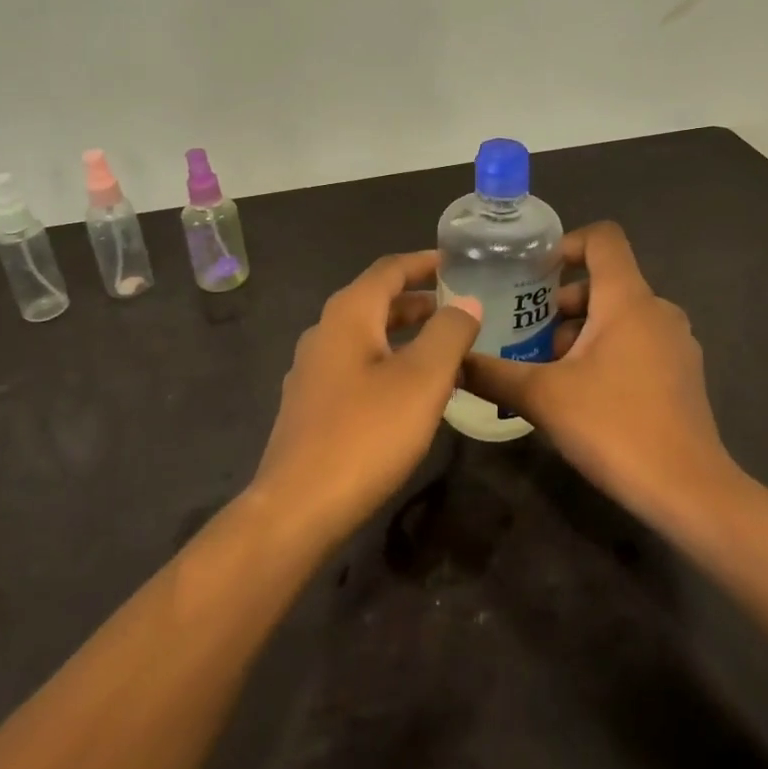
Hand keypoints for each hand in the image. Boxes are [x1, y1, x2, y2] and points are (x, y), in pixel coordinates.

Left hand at [247, 251, 483, 548]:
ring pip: (366, 336)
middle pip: (376, 300)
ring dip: (405, 333)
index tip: (459, 262)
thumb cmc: (367, 433)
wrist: (299, 506)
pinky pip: (357, 365)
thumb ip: (449, 333)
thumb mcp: (423, 379)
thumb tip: (468, 301)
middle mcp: (324, 332)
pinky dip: (388, 361)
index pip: (389, 269)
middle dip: (418, 299)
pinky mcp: (311, 404)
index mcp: (348, 314)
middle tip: (460, 305)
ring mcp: (312, 370)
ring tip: (444, 346)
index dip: (425, 262)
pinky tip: (410, 390)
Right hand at [460, 222, 738, 531]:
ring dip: (578, 331)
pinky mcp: (681, 374)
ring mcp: (675, 343)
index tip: (531, 274)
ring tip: (543, 367)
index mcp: (628, 299)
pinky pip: (635, 342)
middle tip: (522, 332)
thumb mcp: (542, 398)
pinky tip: (578, 392)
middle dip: (558, 302)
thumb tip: (452, 360)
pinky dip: (604, 351)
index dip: (565, 243)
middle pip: (603, 281)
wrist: (689, 492)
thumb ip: (492, 373)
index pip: (603, 238)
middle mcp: (657, 310)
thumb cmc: (615, 427)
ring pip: (618, 316)